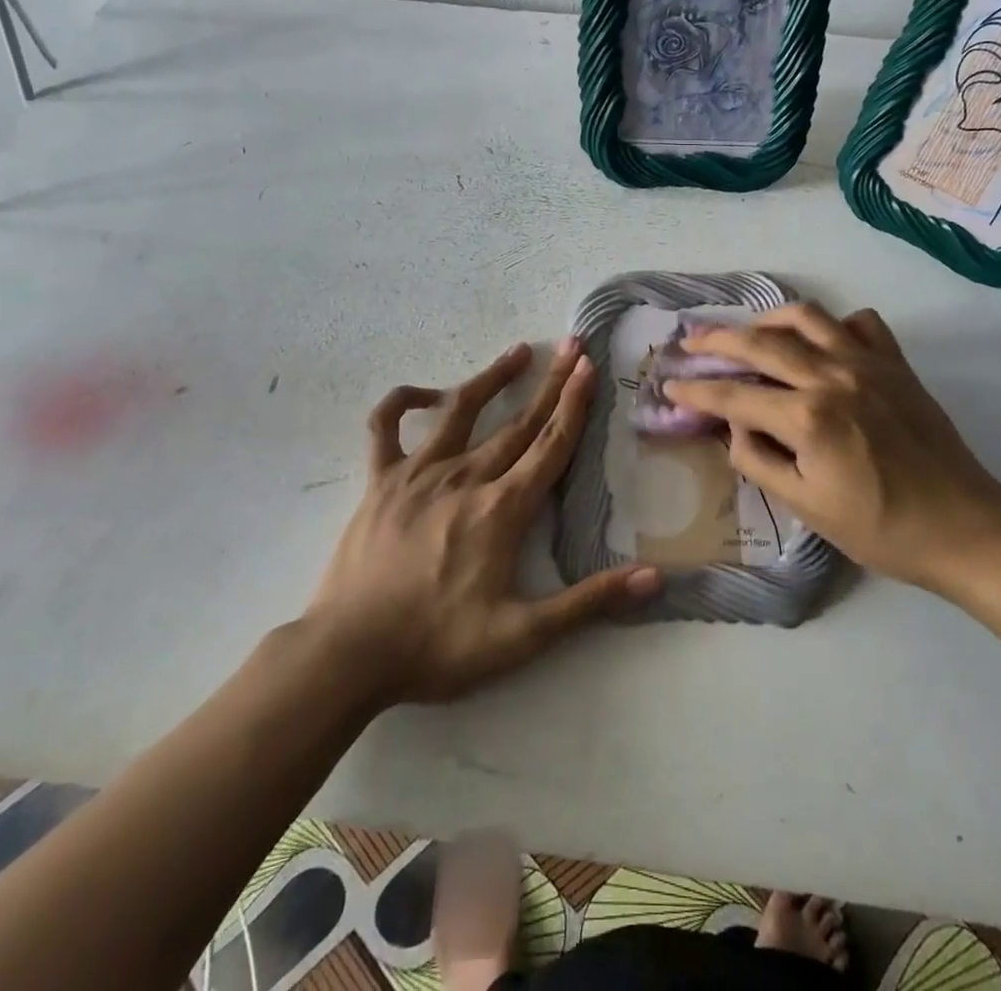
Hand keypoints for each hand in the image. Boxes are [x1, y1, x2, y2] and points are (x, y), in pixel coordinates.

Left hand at [304, 339, 660, 705]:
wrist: (347, 655)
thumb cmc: (437, 646)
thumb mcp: (522, 636)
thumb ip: (589, 602)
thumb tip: (654, 578)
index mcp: (502, 509)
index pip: (550, 445)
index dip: (575, 404)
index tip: (589, 367)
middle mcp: (466, 477)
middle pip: (519, 421)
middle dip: (551, 382)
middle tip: (572, 346)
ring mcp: (418, 473)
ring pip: (461, 410)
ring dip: (492, 378)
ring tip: (517, 351)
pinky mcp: (380, 481)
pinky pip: (386, 427)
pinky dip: (404, 401)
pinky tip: (425, 394)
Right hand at [665, 303, 1000, 597]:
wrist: (964, 526)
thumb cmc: (880, 528)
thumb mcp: (806, 508)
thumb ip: (759, 460)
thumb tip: (734, 426)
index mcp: (807, 417)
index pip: (734, 395)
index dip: (696, 390)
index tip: (670, 384)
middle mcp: (832, 377)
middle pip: (761, 343)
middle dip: (717, 340)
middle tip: (691, 341)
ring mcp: (868, 364)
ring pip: (807, 317)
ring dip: (769, 319)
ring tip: (750, 330)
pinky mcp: (896, 364)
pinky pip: (861, 323)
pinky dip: (835, 324)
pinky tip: (822, 341)